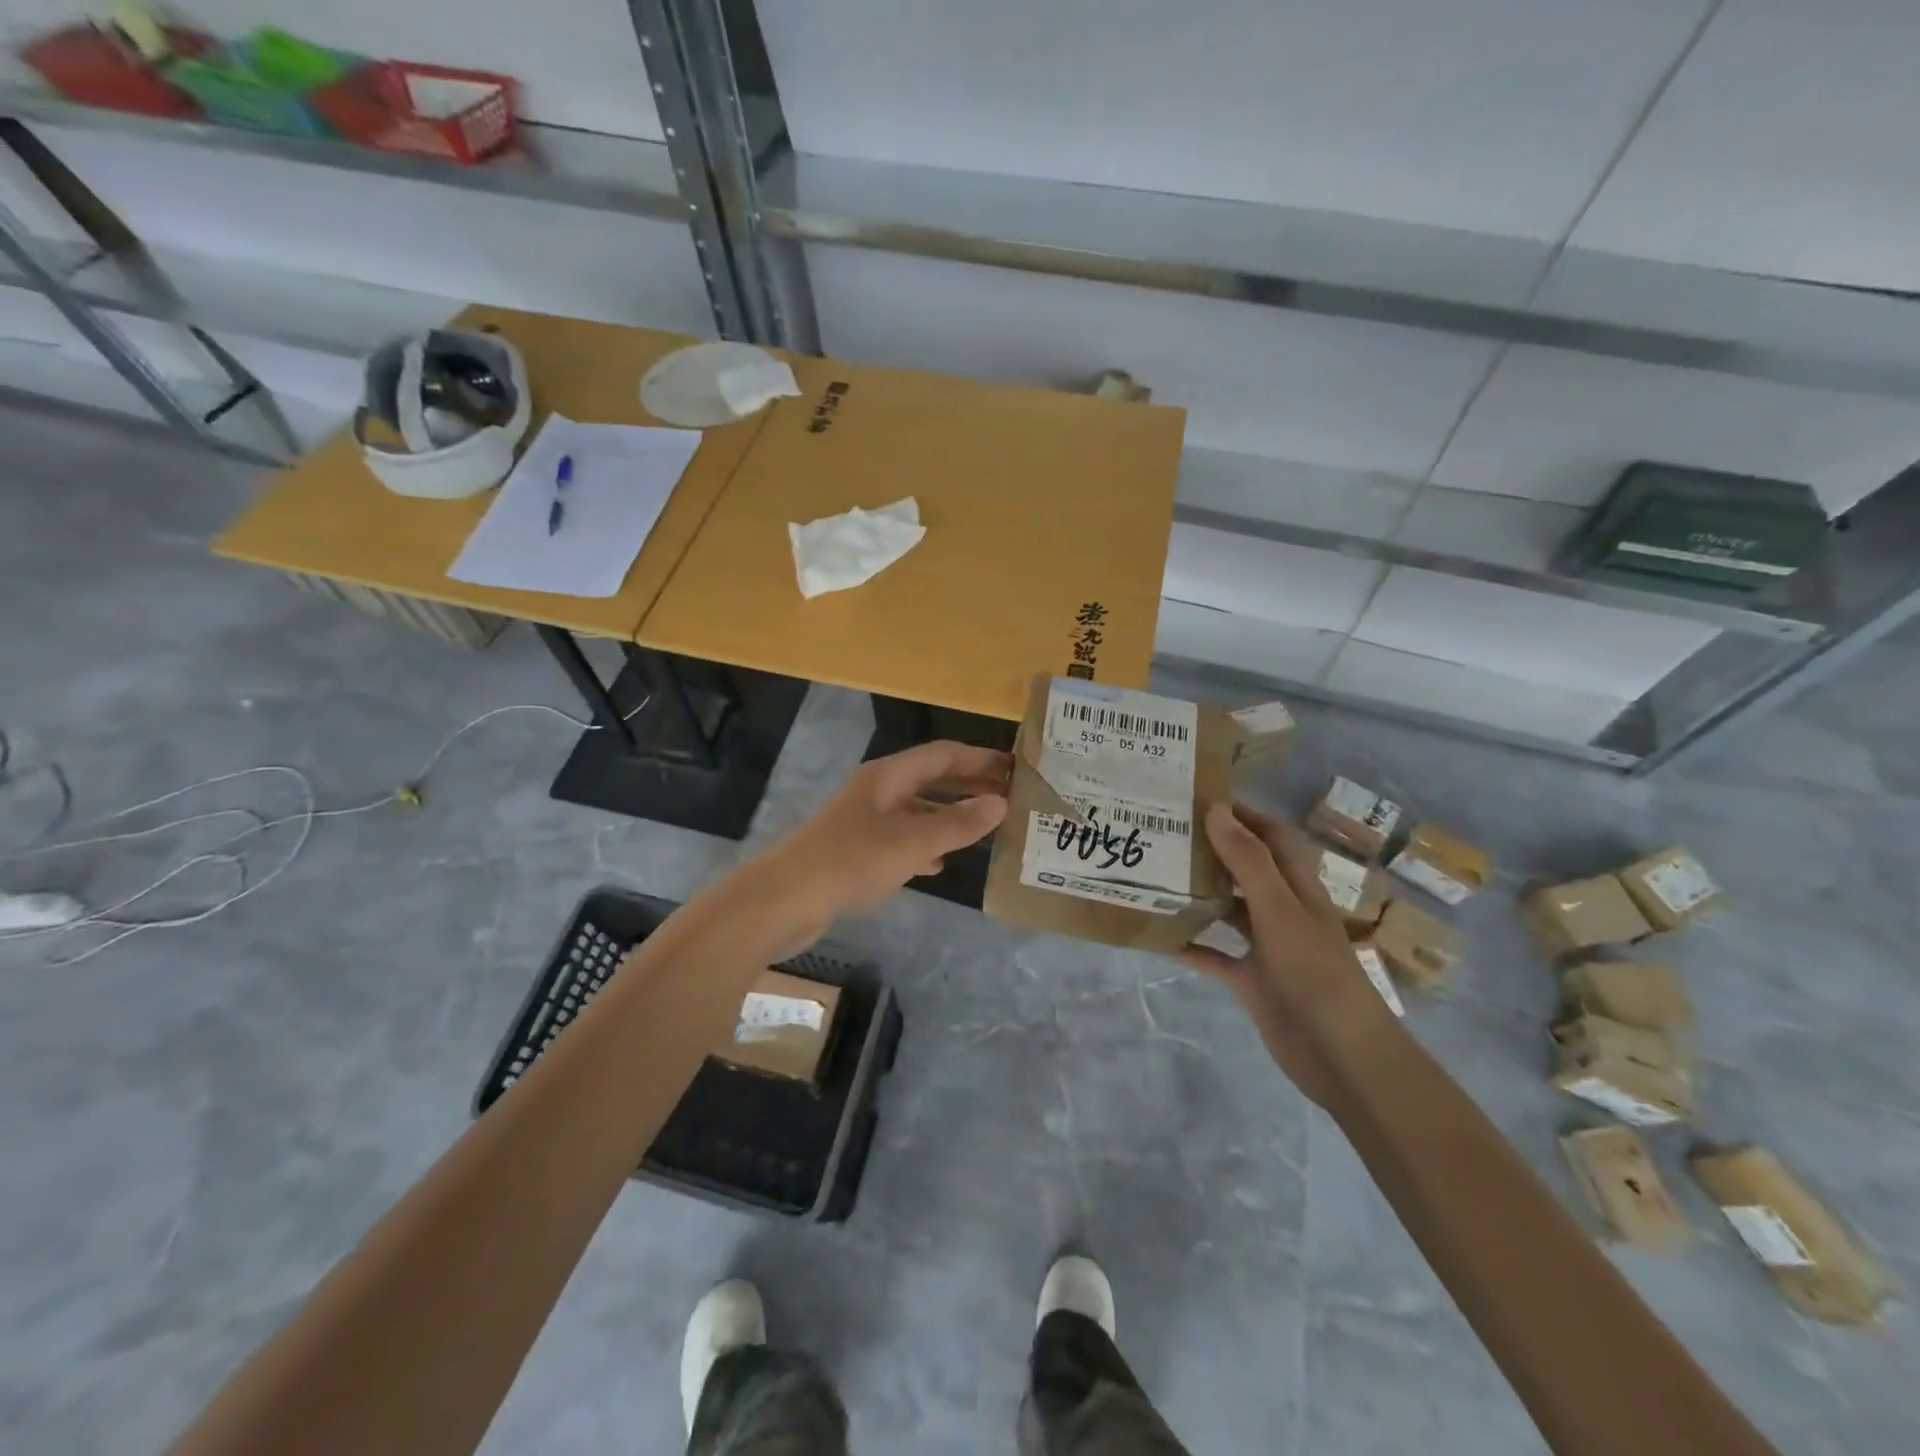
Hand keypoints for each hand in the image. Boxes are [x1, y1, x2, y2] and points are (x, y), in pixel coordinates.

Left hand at [741, 740, 1011, 950]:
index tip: (1013, 767)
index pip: (942, 754)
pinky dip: (925, 845)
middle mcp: (877, 791)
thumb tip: (1000, 803)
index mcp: (889, 776)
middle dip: (968, 785)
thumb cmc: (851, 861)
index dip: (979, 758)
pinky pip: (901, 839)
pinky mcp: (856, 850)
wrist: (785, 899)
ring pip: (917, 810)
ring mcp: (864, 820)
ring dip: (949, 816)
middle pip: (930, 779)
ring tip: (983, 829)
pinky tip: (939, 863)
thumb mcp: (912, 842)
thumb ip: (958, 823)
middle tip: (1007, 796)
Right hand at [1182, 802, 1395, 1106]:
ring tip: (1156, 876)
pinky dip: (1193, 946)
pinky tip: (1161, 937)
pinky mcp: (1253, 981)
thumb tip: (1215, 809)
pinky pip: (1216, 956)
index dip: (1243, 814)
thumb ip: (1247, 861)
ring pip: (1228, 910)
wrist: (1341, 1056)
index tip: (1199, 797)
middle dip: (1213, 850)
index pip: (1272, 836)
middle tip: (1166, 833)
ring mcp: (1267, 947)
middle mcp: (1282, 910)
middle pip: (1246, 869)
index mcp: (1298, 887)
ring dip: (1199, 894)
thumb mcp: (1279, 910)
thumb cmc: (1315, 973)